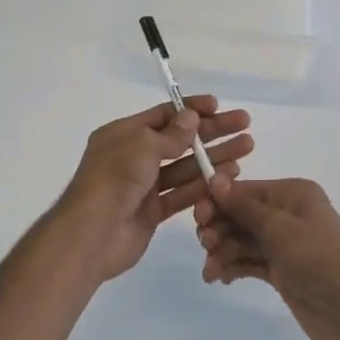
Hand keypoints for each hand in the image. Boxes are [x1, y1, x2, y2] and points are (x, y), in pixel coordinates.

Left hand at [52, 98, 253, 284]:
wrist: (92, 233)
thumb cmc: (114, 178)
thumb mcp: (142, 145)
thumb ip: (171, 134)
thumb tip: (191, 117)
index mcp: (123, 134)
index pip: (163, 115)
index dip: (191, 110)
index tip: (219, 106)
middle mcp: (133, 156)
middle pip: (179, 140)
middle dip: (211, 132)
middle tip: (244, 124)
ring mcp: (144, 185)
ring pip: (185, 167)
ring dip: (213, 157)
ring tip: (246, 148)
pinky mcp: (153, 211)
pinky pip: (182, 193)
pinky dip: (204, 184)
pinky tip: (229, 175)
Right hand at [194, 174, 339, 339]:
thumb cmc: (318, 259)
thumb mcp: (279, 228)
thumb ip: (243, 206)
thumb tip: (216, 178)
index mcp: (292, 194)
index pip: (245, 190)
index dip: (218, 201)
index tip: (198, 217)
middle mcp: (287, 213)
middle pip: (240, 214)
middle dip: (219, 228)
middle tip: (206, 245)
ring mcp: (284, 243)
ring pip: (241, 239)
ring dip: (222, 251)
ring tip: (211, 271)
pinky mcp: (281, 270)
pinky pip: (248, 261)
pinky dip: (232, 267)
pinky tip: (218, 278)